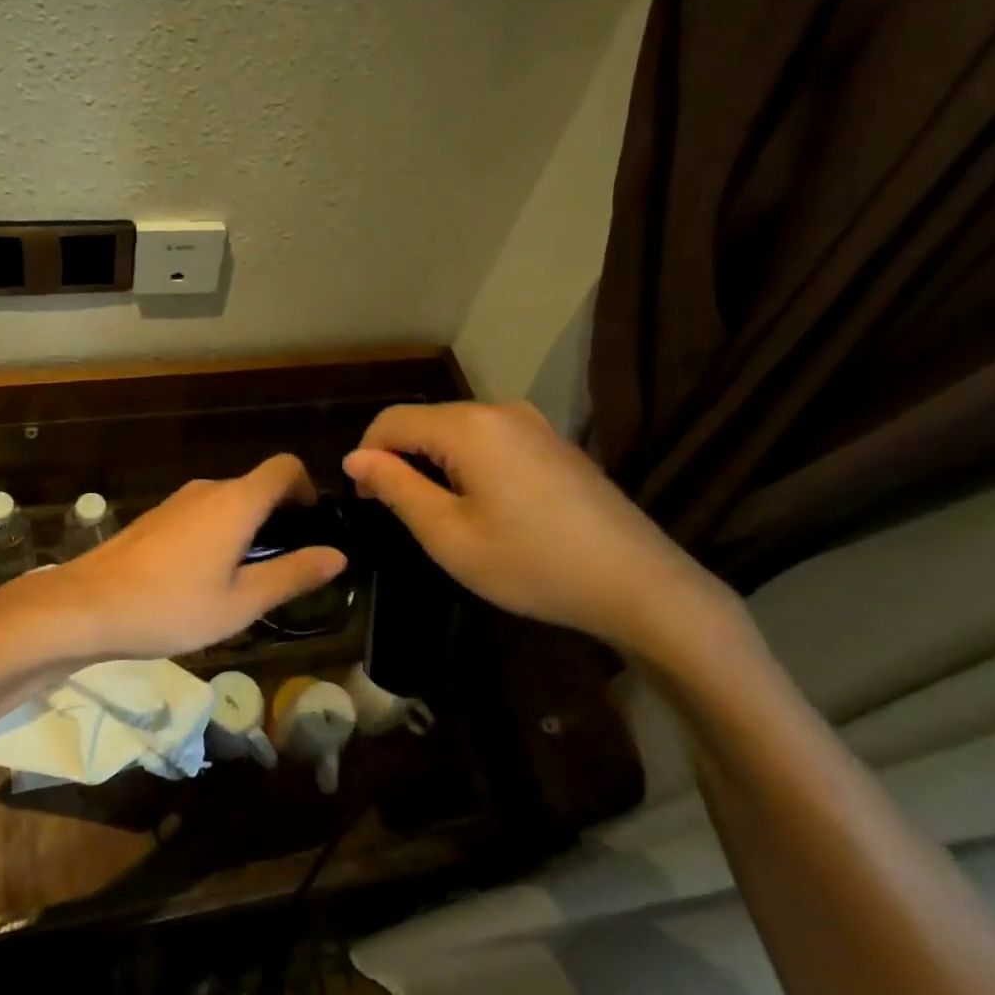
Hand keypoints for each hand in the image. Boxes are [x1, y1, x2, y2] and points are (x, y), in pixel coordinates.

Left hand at [44, 454, 346, 658]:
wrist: (87, 606)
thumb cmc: (172, 606)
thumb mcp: (242, 602)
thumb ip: (292, 574)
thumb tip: (337, 554)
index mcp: (237, 501)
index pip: (285, 467)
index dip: (307, 487)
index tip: (312, 525)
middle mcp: (208, 490)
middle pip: (257, 486)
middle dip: (279, 516)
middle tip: (285, 565)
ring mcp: (177, 501)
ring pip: (228, 502)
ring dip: (247, 528)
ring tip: (246, 579)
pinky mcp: (156, 518)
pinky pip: (202, 514)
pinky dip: (218, 533)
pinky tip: (204, 579)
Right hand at [343, 401, 734, 658]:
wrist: (639, 584)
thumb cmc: (531, 563)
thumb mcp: (448, 534)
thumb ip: (396, 487)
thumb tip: (355, 458)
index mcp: (468, 425)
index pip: (391, 421)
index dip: (366, 456)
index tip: (362, 501)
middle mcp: (500, 410)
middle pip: (426, 422)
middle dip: (399, 460)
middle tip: (396, 515)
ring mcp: (533, 425)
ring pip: (458, 432)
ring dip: (433, 465)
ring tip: (437, 516)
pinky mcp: (554, 444)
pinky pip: (491, 442)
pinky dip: (468, 466)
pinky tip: (483, 508)